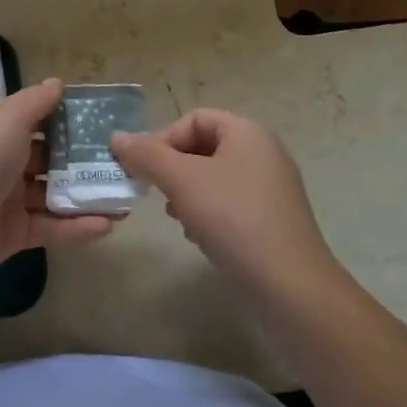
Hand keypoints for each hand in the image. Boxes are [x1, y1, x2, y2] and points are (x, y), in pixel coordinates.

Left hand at [0, 80, 115, 294]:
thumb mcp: (7, 120)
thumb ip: (36, 102)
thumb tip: (57, 83)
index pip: (36, 117)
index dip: (67, 116)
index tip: (104, 119)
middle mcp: (1, 160)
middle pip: (48, 156)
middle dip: (82, 158)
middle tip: (124, 159)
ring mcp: (7, 199)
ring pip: (53, 193)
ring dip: (85, 193)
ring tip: (125, 194)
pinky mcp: (13, 235)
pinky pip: (51, 227)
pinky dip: (78, 226)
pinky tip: (109, 225)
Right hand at [111, 109, 340, 298]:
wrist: (290, 288)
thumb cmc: (234, 220)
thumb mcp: (183, 181)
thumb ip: (147, 156)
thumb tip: (117, 137)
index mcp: (248, 133)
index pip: (195, 119)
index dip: (165, 139)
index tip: (146, 171)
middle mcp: (264, 153)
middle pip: (204, 147)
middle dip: (174, 169)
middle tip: (157, 195)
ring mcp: (271, 189)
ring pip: (214, 178)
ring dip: (187, 194)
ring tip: (176, 218)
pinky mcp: (273, 221)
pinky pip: (231, 204)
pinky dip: (209, 214)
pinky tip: (198, 237)